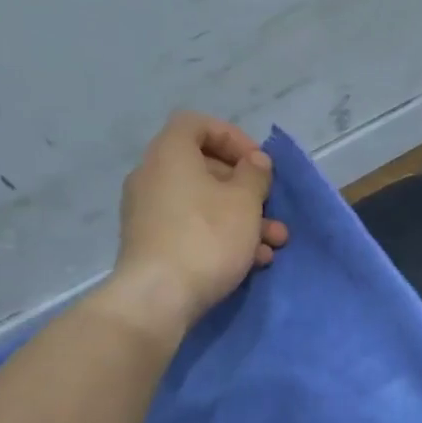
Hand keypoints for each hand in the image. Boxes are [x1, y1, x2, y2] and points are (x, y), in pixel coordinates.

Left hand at [101, 112, 289, 341]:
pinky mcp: (151, 246)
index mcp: (170, 154)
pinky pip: (191, 230)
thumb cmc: (206, 238)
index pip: (197, 124)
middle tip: (271, 208)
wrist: (158, 298)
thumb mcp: (245, 202)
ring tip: (273, 244)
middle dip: (246, 190)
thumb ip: (255, 175)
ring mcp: (148, 213)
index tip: (259, 164)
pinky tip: (251, 263)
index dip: (233, 137)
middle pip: (204, 169)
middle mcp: (152, 177)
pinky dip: (220, 238)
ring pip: (203, 205)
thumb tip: (253, 163)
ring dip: (241, 220)